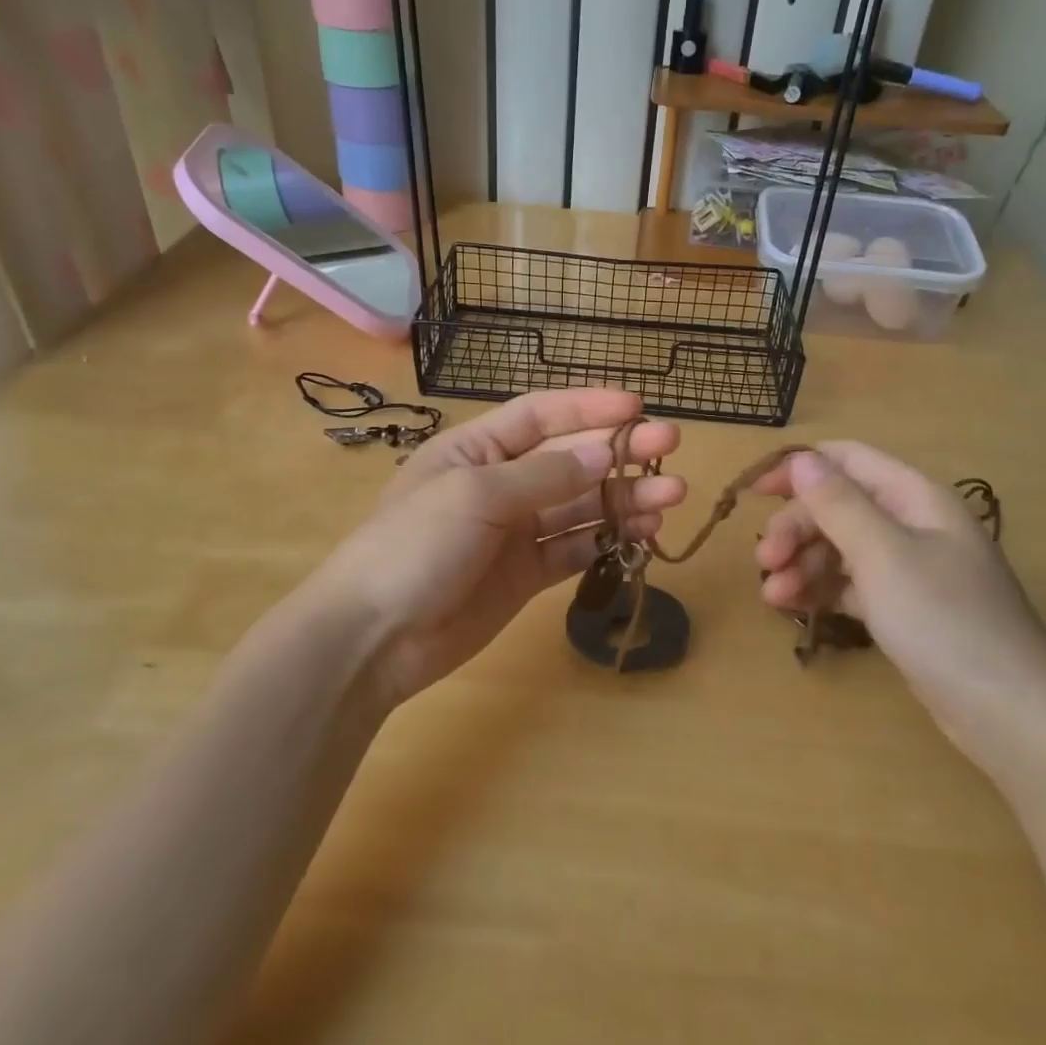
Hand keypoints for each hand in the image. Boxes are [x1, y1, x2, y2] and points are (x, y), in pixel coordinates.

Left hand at [310, 389, 683, 706]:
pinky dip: (608, 541)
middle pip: (570, 459)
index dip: (588, 406)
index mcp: (476, 449)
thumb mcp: (476, 495)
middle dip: (619, 451)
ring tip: (671, 496)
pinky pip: (575, 549)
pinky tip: (643, 535)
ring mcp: (515, 532)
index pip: (540, 415)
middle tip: (671, 446)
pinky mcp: (525, 574)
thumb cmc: (414, 546)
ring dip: (625, 499)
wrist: (374, 638)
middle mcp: (499, 483)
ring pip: (581, 506)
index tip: (637, 406)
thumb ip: (544, 475)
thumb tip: (603, 454)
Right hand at [752, 443, 1045, 772]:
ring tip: (773, 597)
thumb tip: (802, 459)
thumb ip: (838, 504)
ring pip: (840, 549)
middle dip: (796, 529)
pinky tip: (796, 608)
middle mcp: (912, 524)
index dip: (799, 469)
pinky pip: (851, 585)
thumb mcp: (883, 555)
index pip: (847, 461)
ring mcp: (909, 569)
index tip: (754, 492)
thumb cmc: (945, 621)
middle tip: (764, 562)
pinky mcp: (904, 608)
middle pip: (837, 507)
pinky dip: (822, 591)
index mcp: (914, 497)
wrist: (1009, 713)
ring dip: (802, 564)